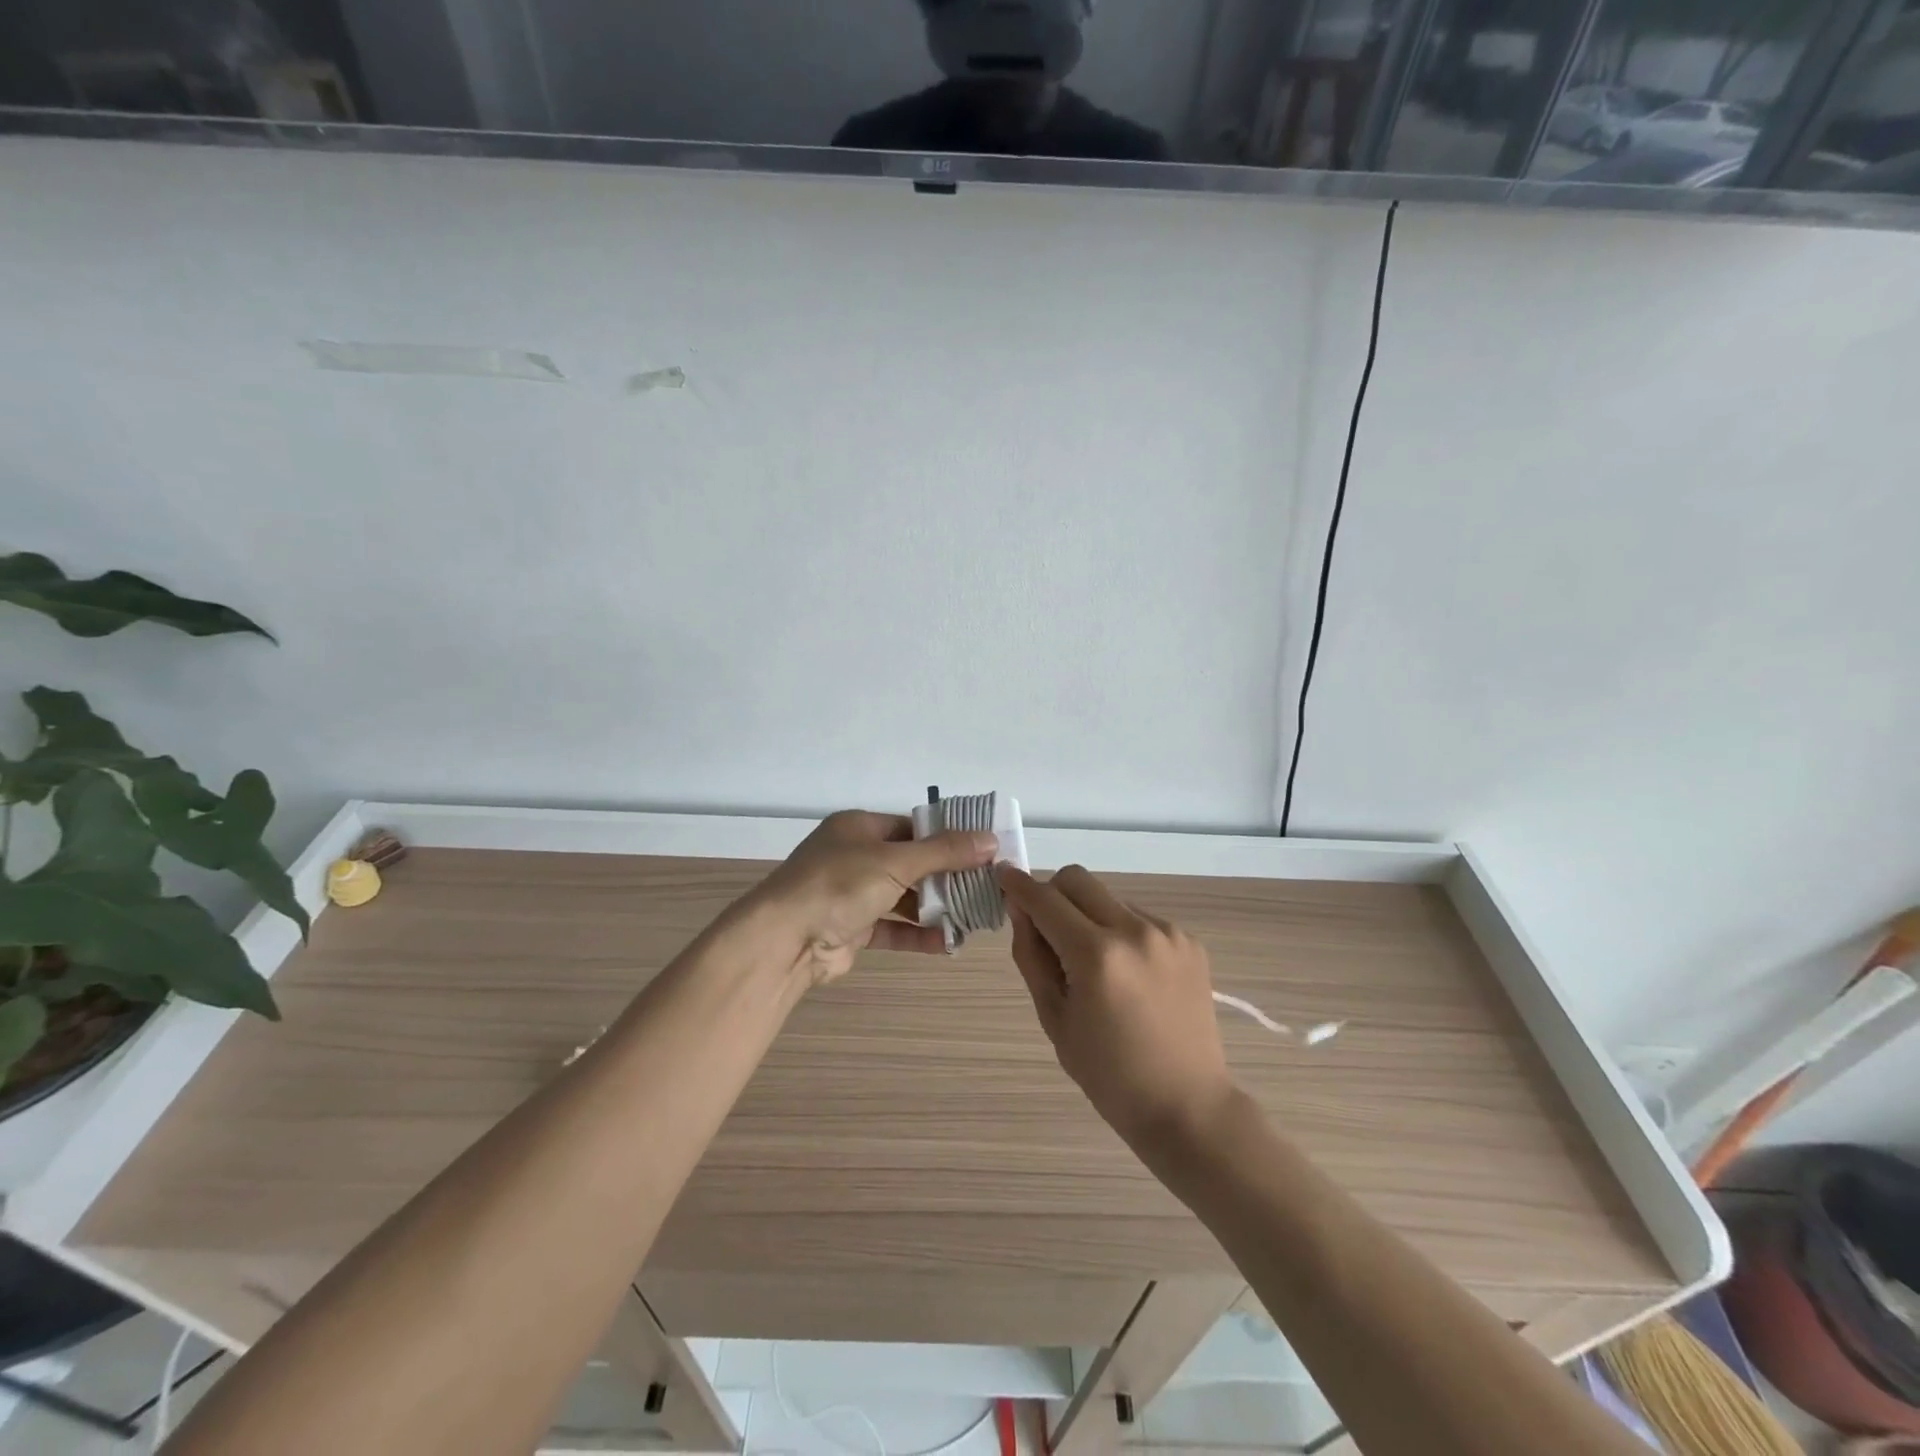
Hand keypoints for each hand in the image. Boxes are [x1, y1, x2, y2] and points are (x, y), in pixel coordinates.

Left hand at [752, 811, 998, 984]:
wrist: (784, 941)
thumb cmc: (839, 885)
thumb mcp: (896, 861)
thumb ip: (944, 852)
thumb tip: (991, 840)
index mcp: (858, 828)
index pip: (912, 827)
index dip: (947, 838)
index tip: (983, 851)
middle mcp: (854, 856)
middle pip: (910, 862)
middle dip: (945, 876)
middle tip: (984, 886)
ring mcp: (850, 894)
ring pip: (902, 897)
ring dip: (934, 908)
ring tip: (972, 917)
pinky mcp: (851, 928)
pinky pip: (891, 927)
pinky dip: (917, 934)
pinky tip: (947, 943)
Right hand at [1000, 864, 1235, 1151]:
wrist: (1187, 1105)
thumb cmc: (1109, 1074)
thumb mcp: (1054, 1018)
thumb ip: (1032, 955)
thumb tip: (1020, 909)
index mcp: (1097, 956)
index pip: (1046, 900)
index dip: (1018, 885)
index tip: (1002, 875)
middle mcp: (1135, 930)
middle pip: (1078, 880)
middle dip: (1053, 893)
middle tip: (1047, 930)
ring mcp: (1167, 933)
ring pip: (1109, 898)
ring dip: (1089, 915)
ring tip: (1094, 965)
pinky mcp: (1189, 941)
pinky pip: (1138, 918)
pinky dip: (1120, 932)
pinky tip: (1128, 975)